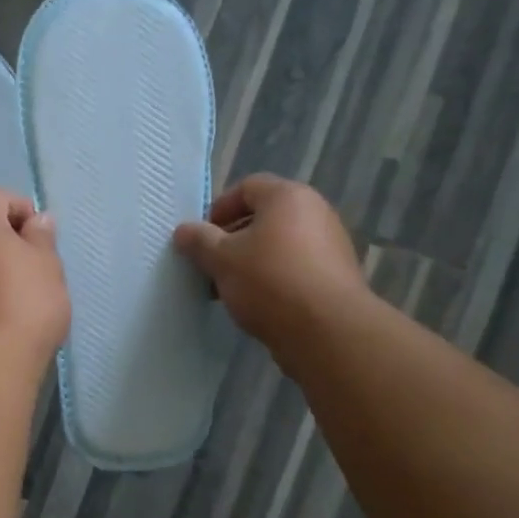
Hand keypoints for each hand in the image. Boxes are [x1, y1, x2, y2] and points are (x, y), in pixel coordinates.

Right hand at [172, 175, 366, 362]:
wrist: (327, 330)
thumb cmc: (269, 281)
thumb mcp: (222, 259)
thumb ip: (199, 241)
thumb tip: (183, 231)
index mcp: (288, 197)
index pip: (247, 187)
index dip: (218, 209)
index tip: (201, 238)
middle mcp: (315, 212)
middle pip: (263, 217)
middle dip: (231, 240)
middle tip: (210, 266)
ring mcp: (330, 244)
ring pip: (278, 245)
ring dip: (250, 262)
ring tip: (229, 290)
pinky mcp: (336, 275)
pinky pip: (295, 267)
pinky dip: (273, 278)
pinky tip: (257, 304)